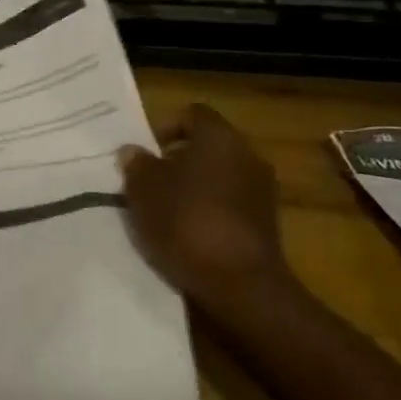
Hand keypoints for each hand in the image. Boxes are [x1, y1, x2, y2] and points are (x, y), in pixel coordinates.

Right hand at [119, 104, 293, 312]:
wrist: (241, 285)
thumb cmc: (187, 221)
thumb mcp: (144, 190)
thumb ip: (137, 165)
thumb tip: (133, 151)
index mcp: (219, 136)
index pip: (192, 114)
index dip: (165, 127)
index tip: (146, 153)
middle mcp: (247, 154)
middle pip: (207, 145)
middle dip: (178, 160)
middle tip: (151, 181)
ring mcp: (262, 190)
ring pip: (219, 176)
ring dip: (195, 187)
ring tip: (167, 211)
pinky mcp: (267, 224)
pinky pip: (231, 204)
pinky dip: (211, 211)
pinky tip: (190, 234)